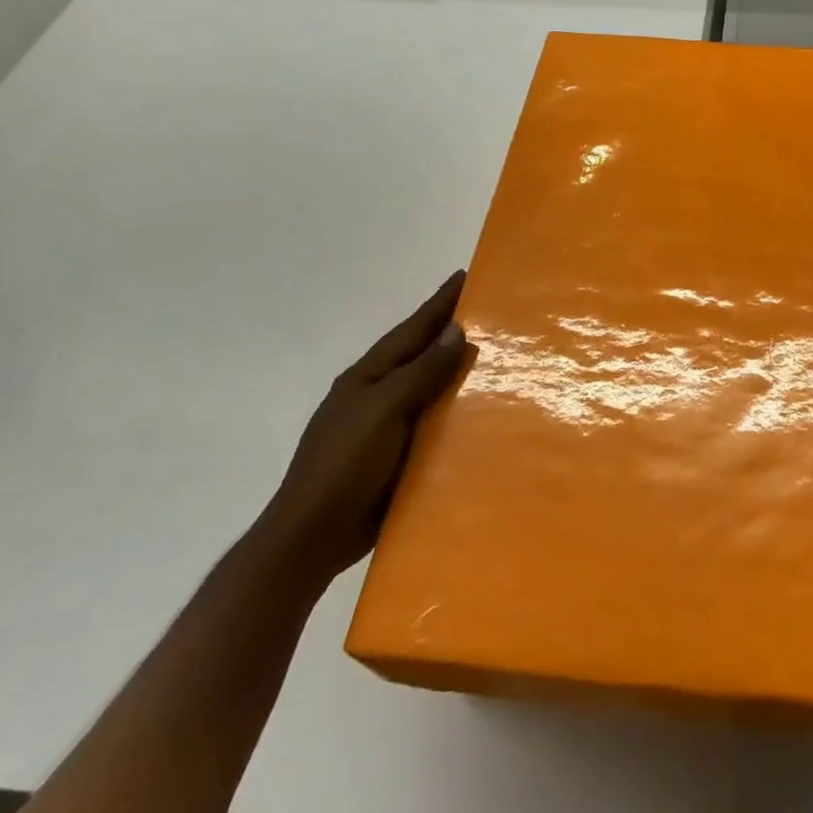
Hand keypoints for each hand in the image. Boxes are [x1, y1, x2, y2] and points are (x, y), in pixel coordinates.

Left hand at [257, 271, 469, 587]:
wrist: (314, 536)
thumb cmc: (345, 465)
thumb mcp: (384, 410)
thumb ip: (421, 372)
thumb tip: (456, 332)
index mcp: (368, 377)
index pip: (411, 330)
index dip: (438, 304)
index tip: (464, 276)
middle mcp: (378, 395)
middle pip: (422, 355)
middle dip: (452, 332)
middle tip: (492, 313)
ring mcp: (388, 426)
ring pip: (431, 389)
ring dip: (459, 372)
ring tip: (498, 357)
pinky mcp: (400, 456)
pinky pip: (436, 422)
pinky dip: (458, 411)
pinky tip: (484, 412)